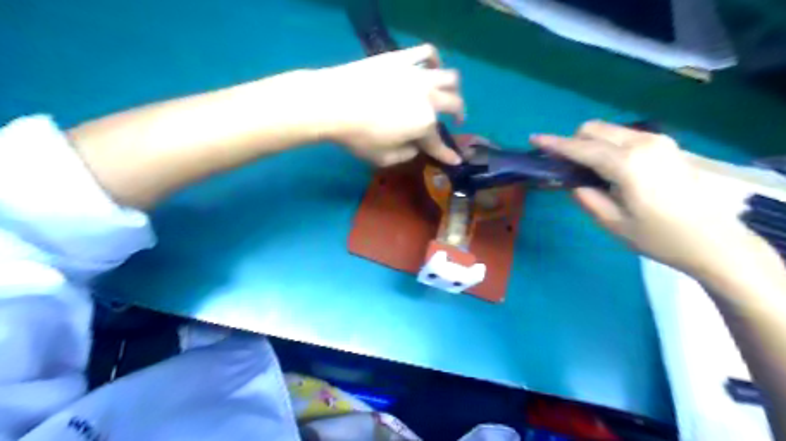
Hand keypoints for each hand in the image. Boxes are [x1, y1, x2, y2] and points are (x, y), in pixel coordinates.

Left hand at [309, 45, 464, 167]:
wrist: (332, 103)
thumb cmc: (358, 136)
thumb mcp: (384, 158)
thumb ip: (406, 155)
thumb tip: (415, 147)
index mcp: (424, 124)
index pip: (440, 143)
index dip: (449, 155)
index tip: (456, 160)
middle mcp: (428, 98)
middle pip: (454, 104)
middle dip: (459, 115)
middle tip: (457, 121)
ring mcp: (417, 75)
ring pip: (449, 77)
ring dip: (453, 89)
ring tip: (448, 93)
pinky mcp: (403, 58)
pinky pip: (427, 52)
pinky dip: (435, 60)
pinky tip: (432, 67)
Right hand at [532, 120, 771, 278]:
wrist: (712, 240)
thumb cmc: (658, 237)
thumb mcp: (612, 223)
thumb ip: (585, 198)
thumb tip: (572, 182)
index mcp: (626, 164)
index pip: (580, 147)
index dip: (554, 144)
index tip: (534, 139)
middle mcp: (642, 143)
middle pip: (593, 129)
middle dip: (573, 142)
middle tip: (566, 168)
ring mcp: (657, 141)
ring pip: (609, 130)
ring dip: (591, 144)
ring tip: (589, 172)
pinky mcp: (666, 146)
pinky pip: (625, 136)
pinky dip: (609, 146)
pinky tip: (612, 170)